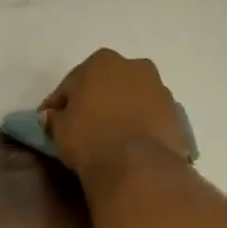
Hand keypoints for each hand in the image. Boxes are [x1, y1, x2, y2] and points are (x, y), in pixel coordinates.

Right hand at [41, 49, 190, 182]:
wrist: (138, 166)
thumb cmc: (90, 139)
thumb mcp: (60, 129)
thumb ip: (55, 117)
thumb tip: (53, 115)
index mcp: (101, 61)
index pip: (71, 83)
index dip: (59, 103)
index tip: (51, 120)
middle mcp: (134, 66)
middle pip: (106, 84)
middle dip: (94, 100)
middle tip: (82, 125)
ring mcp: (159, 88)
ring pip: (130, 97)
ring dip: (120, 110)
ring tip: (109, 136)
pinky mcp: (175, 113)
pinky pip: (148, 115)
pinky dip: (138, 124)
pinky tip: (129, 143)